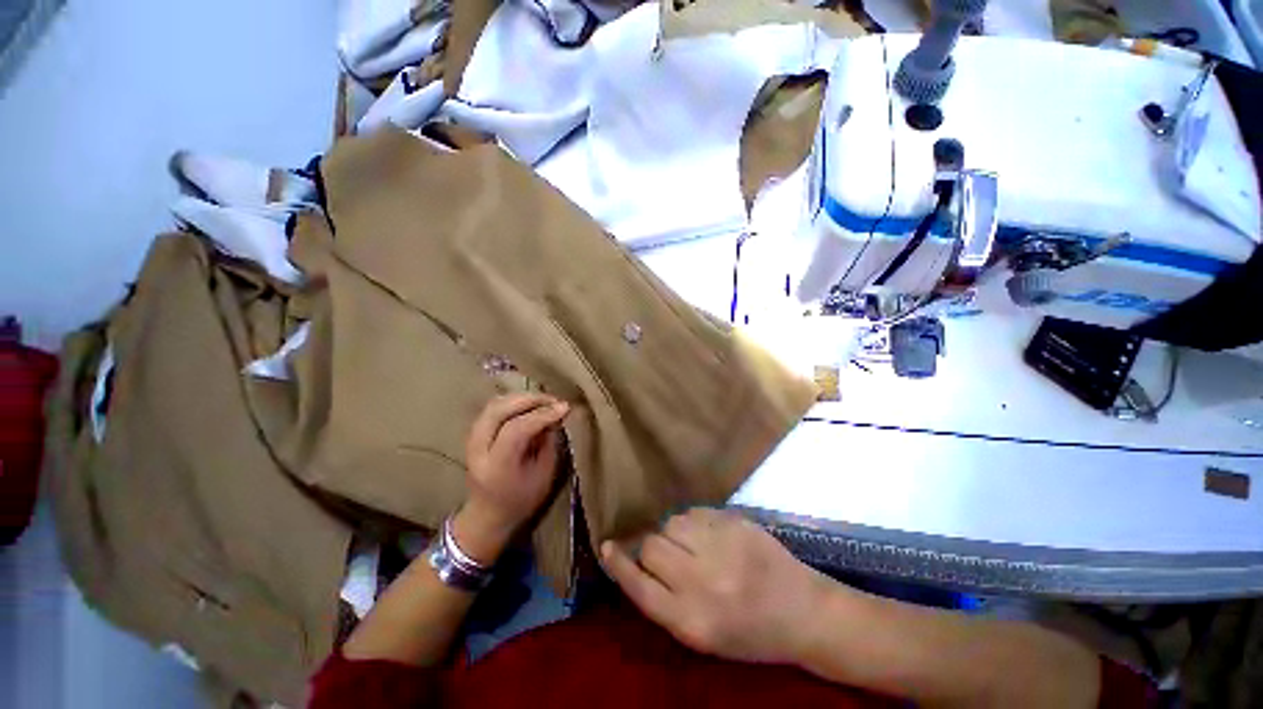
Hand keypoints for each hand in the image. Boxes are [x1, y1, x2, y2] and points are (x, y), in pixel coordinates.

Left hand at [454, 393, 569, 563]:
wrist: (487, 513)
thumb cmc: (521, 499)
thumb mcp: (544, 475)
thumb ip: (549, 442)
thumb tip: (555, 415)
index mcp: (497, 466)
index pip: (516, 429)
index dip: (542, 414)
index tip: (565, 408)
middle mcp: (478, 449)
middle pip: (500, 410)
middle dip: (531, 399)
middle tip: (554, 400)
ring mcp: (471, 439)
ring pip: (495, 404)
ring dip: (521, 397)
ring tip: (544, 401)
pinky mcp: (473, 433)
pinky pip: (493, 407)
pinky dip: (513, 401)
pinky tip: (529, 404)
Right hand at [601, 508, 831, 664]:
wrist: (803, 611)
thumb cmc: (750, 633)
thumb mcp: (703, 635)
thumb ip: (664, 601)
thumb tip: (634, 562)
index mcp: (692, 620)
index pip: (639, 587)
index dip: (618, 565)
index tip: (606, 547)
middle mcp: (703, 581)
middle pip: (652, 546)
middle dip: (651, 547)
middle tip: (667, 555)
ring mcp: (721, 547)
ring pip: (671, 522)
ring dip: (673, 532)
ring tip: (692, 546)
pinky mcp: (735, 523)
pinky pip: (695, 512)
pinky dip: (693, 522)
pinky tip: (709, 535)